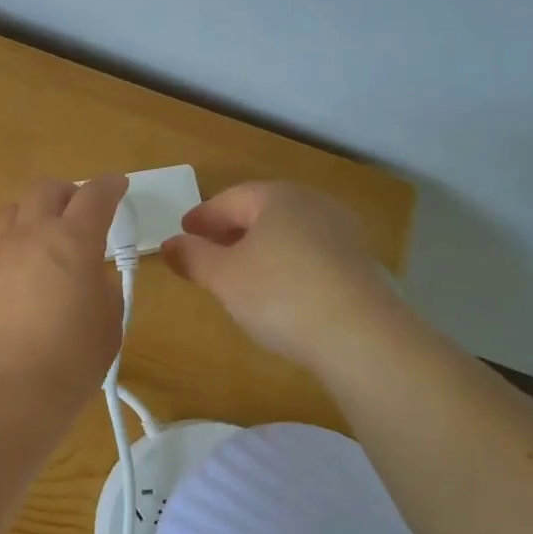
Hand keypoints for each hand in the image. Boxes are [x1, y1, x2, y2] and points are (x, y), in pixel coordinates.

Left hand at [0, 176, 128, 405]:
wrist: (13, 388)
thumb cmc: (74, 358)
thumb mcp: (110, 320)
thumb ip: (102, 286)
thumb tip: (87, 277)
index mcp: (75, 240)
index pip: (96, 195)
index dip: (110, 186)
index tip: (117, 186)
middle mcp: (32, 233)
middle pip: (46, 189)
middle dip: (66, 194)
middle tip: (76, 213)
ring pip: (8, 210)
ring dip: (27, 217)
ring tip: (35, 239)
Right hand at [162, 181, 404, 371]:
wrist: (362, 336)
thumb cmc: (280, 294)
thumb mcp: (224, 277)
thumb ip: (193, 257)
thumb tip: (170, 244)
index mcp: (278, 197)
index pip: (231, 198)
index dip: (204, 215)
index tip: (184, 230)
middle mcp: (313, 204)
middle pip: (263, 211)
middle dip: (232, 229)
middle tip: (208, 249)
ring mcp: (343, 233)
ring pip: (289, 233)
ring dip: (261, 247)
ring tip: (241, 272)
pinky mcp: (361, 264)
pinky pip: (312, 254)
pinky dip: (288, 264)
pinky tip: (280, 290)